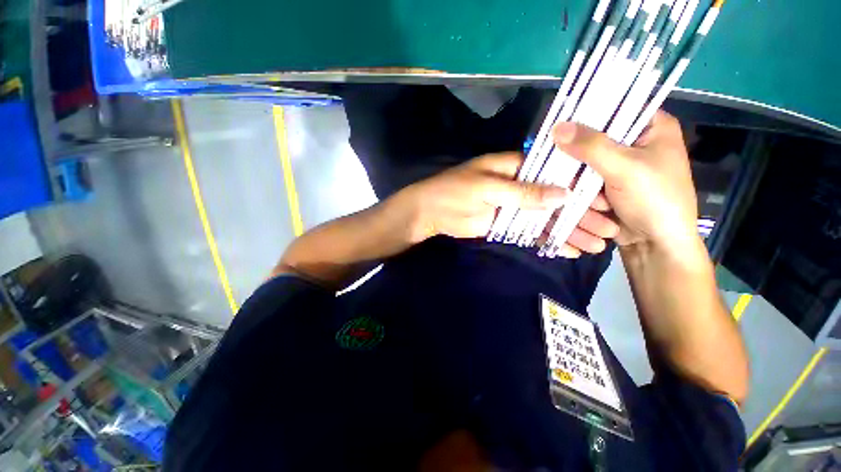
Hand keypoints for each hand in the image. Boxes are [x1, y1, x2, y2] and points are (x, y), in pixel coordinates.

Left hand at [395, 153, 619, 255]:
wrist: (431, 213)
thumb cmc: (455, 192)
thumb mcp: (488, 187)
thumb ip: (524, 192)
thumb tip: (564, 195)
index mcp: (515, 168)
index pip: (554, 174)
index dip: (579, 186)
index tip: (605, 200)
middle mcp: (518, 186)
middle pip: (555, 200)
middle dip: (580, 214)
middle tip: (608, 230)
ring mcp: (513, 208)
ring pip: (546, 219)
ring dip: (569, 231)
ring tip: (595, 245)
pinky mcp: (506, 225)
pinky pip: (531, 233)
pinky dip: (548, 240)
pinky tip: (568, 249)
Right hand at [552, 111, 698, 254]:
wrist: (656, 244)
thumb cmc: (655, 201)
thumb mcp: (625, 168)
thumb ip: (591, 146)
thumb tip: (557, 127)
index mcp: (652, 127)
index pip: (615, 107)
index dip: (587, 114)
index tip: (560, 126)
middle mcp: (636, 142)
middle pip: (596, 137)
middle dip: (580, 156)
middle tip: (566, 166)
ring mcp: (621, 165)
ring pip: (586, 160)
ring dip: (580, 178)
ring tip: (591, 196)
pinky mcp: (608, 184)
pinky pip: (585, 178)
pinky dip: (579, 188)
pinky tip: (584, 201)